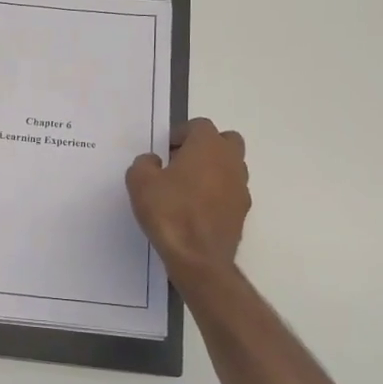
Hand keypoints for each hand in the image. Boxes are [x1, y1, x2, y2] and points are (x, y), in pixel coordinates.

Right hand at [126, 118, 250, 283]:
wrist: (199, 258)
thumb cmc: (169, 212)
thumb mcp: (140, 182)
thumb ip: (144, 163)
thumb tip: (154, 162)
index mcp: (208, 146)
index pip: (199, 125)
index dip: (180, 134)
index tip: (164, 150)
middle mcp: (230, 161)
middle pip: (225, 141)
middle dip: (205, 146)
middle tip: (181, 162)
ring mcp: (241, 186)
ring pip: (230, 166)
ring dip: (213, 169)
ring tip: (187, 187)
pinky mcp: (242, 211)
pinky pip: (230, 191)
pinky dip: (217, 193)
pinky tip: (197, 209)